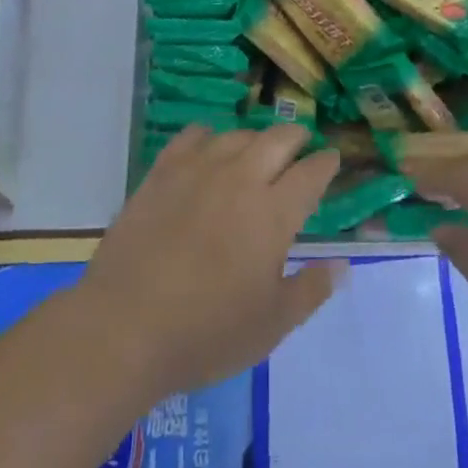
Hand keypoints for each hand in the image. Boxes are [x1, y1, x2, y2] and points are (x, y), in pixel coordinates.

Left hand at [79, 124, 343, 400]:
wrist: (125, 326)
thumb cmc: (206, 333)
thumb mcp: (271, 325)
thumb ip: (311, 290)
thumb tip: (343, 265)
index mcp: (274, 213)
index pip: (311, 173)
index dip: (326, 163)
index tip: (332, 159)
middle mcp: (241, 179)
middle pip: (278, 139)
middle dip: (296, 138)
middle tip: (301, 146)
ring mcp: (198, 170)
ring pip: (237, 135)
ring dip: (255, 139)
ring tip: (257, 150)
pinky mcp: (162, 172)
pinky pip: (193, 136)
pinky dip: (209, 136)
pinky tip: (209, 148)